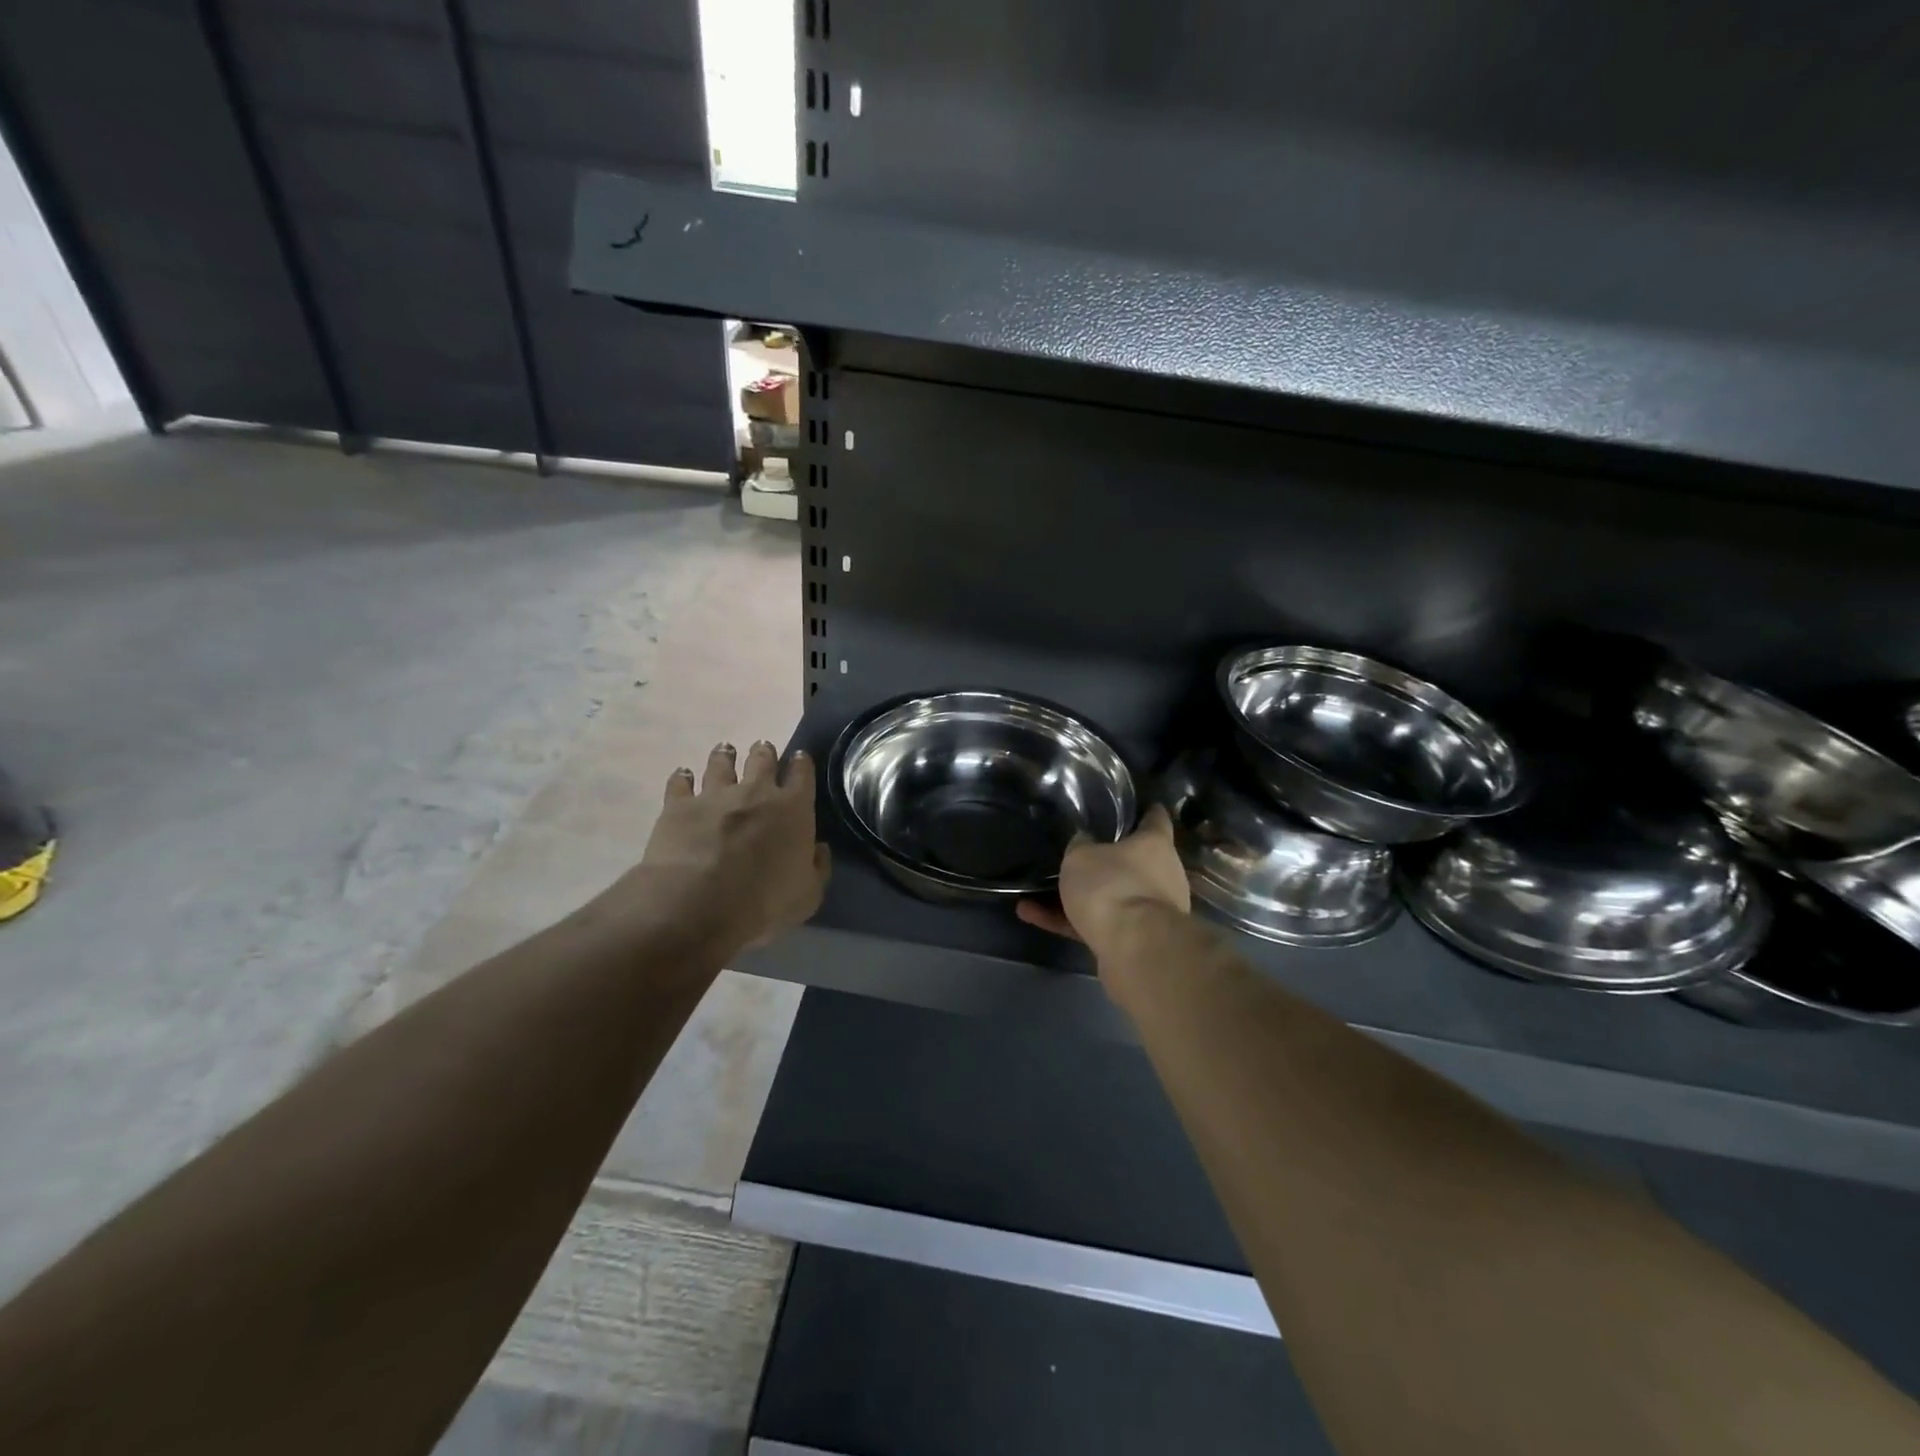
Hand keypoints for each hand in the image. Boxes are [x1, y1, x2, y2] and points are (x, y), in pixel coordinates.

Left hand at [603, 741, 829, 954]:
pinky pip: (681, 783)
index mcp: (793, 809)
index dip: (802, 764)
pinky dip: (682, 778)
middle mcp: (756, 792)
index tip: (800, 757)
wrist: (700, 902)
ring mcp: (715, 795)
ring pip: (721, 765)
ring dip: (724, 756)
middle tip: (763, 747)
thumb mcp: (808, 895)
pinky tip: (682, 775)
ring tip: (725, 750)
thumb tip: (817, 848)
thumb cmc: (764, 901)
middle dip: (765, 753)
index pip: (802, 775)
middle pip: (762, 761)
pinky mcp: (679, 806)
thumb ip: (817, 868)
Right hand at [1016, 803, 1190, 950]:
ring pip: (1110, 896)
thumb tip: (1084, 842)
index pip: (1157, 819)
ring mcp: (1149, 911)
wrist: (1133, 949)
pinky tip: (1031, 915)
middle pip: (1134, 862)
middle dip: (1108, 860)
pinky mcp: (1132, 941)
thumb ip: (1080, 847)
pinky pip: (1095, 924)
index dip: (1147, 811)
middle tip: (1077, 852)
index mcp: (1155, 845)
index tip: (1138, 806)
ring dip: (1078, 895)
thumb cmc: (1112, 886)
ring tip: (1036, 891)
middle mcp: (1161, 876)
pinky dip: (1066, 920)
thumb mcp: (1082, 856)